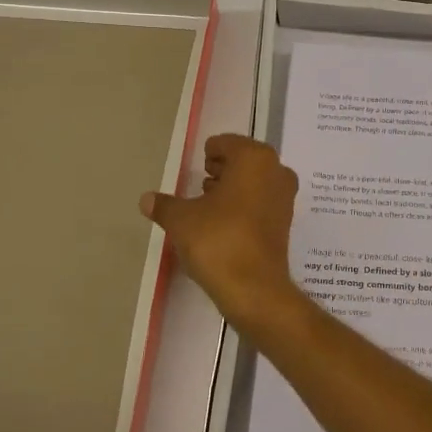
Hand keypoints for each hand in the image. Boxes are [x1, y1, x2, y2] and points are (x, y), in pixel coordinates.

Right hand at [141, 134, 304, 332]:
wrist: (254, 288)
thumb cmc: (218, 240)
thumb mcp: (181, 220)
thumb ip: (164, 205)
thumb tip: (146, 199)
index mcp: (254, 157)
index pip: (226, 143)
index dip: (209, 153)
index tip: (197, 167)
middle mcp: (276, 170)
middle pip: (244, 160)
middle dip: (222, 170)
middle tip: (200, 184)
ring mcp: (285, 196)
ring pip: (255, 181)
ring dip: (233, 188)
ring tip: (208, 205)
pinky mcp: (286, 221)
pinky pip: (261, 202)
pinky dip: (244, 206)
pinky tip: (223, 224)